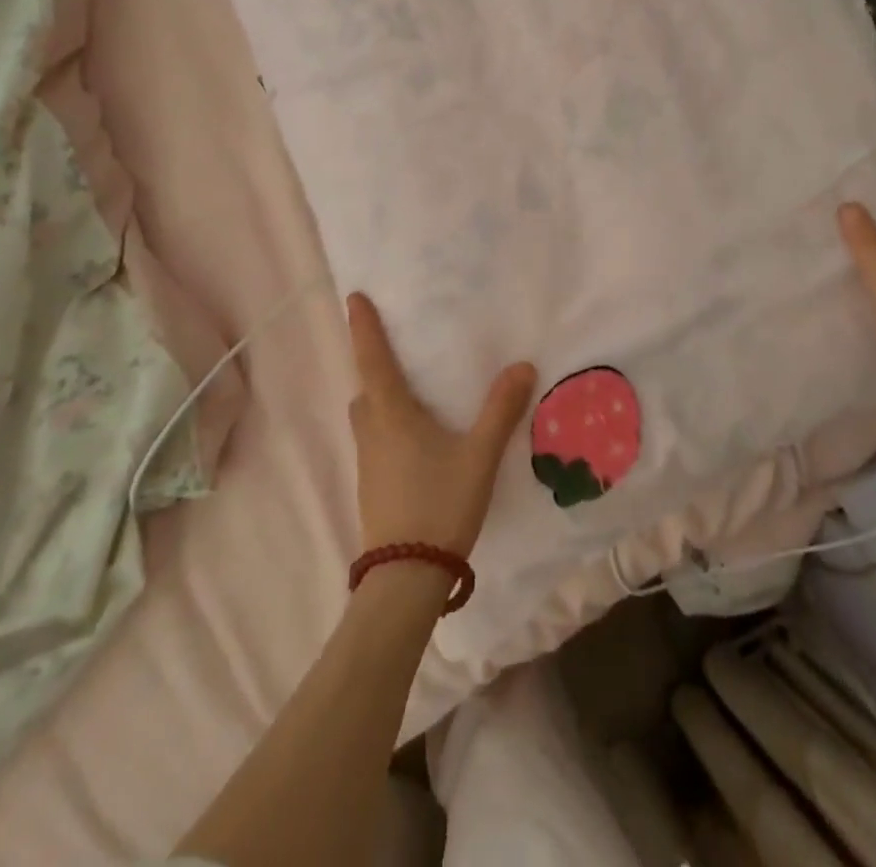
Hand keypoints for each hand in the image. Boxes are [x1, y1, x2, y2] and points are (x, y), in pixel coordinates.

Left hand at [347, 293, 535, 556]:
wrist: (404, 577)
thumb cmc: (439, 504)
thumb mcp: (479, 455)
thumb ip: (501, 410)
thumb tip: (522, 365)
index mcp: (392, 414)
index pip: (373, 359)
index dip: (364, 327)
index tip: (353, 297)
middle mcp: (372, 431)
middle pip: (365, 388)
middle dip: (373, 364)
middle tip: (394, 348)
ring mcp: (367, 462)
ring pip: (367, 417)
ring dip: (379, 397)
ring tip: (409, 392)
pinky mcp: (371, 486)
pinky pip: (374, 439)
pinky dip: (387, 424)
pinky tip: (415, 438)